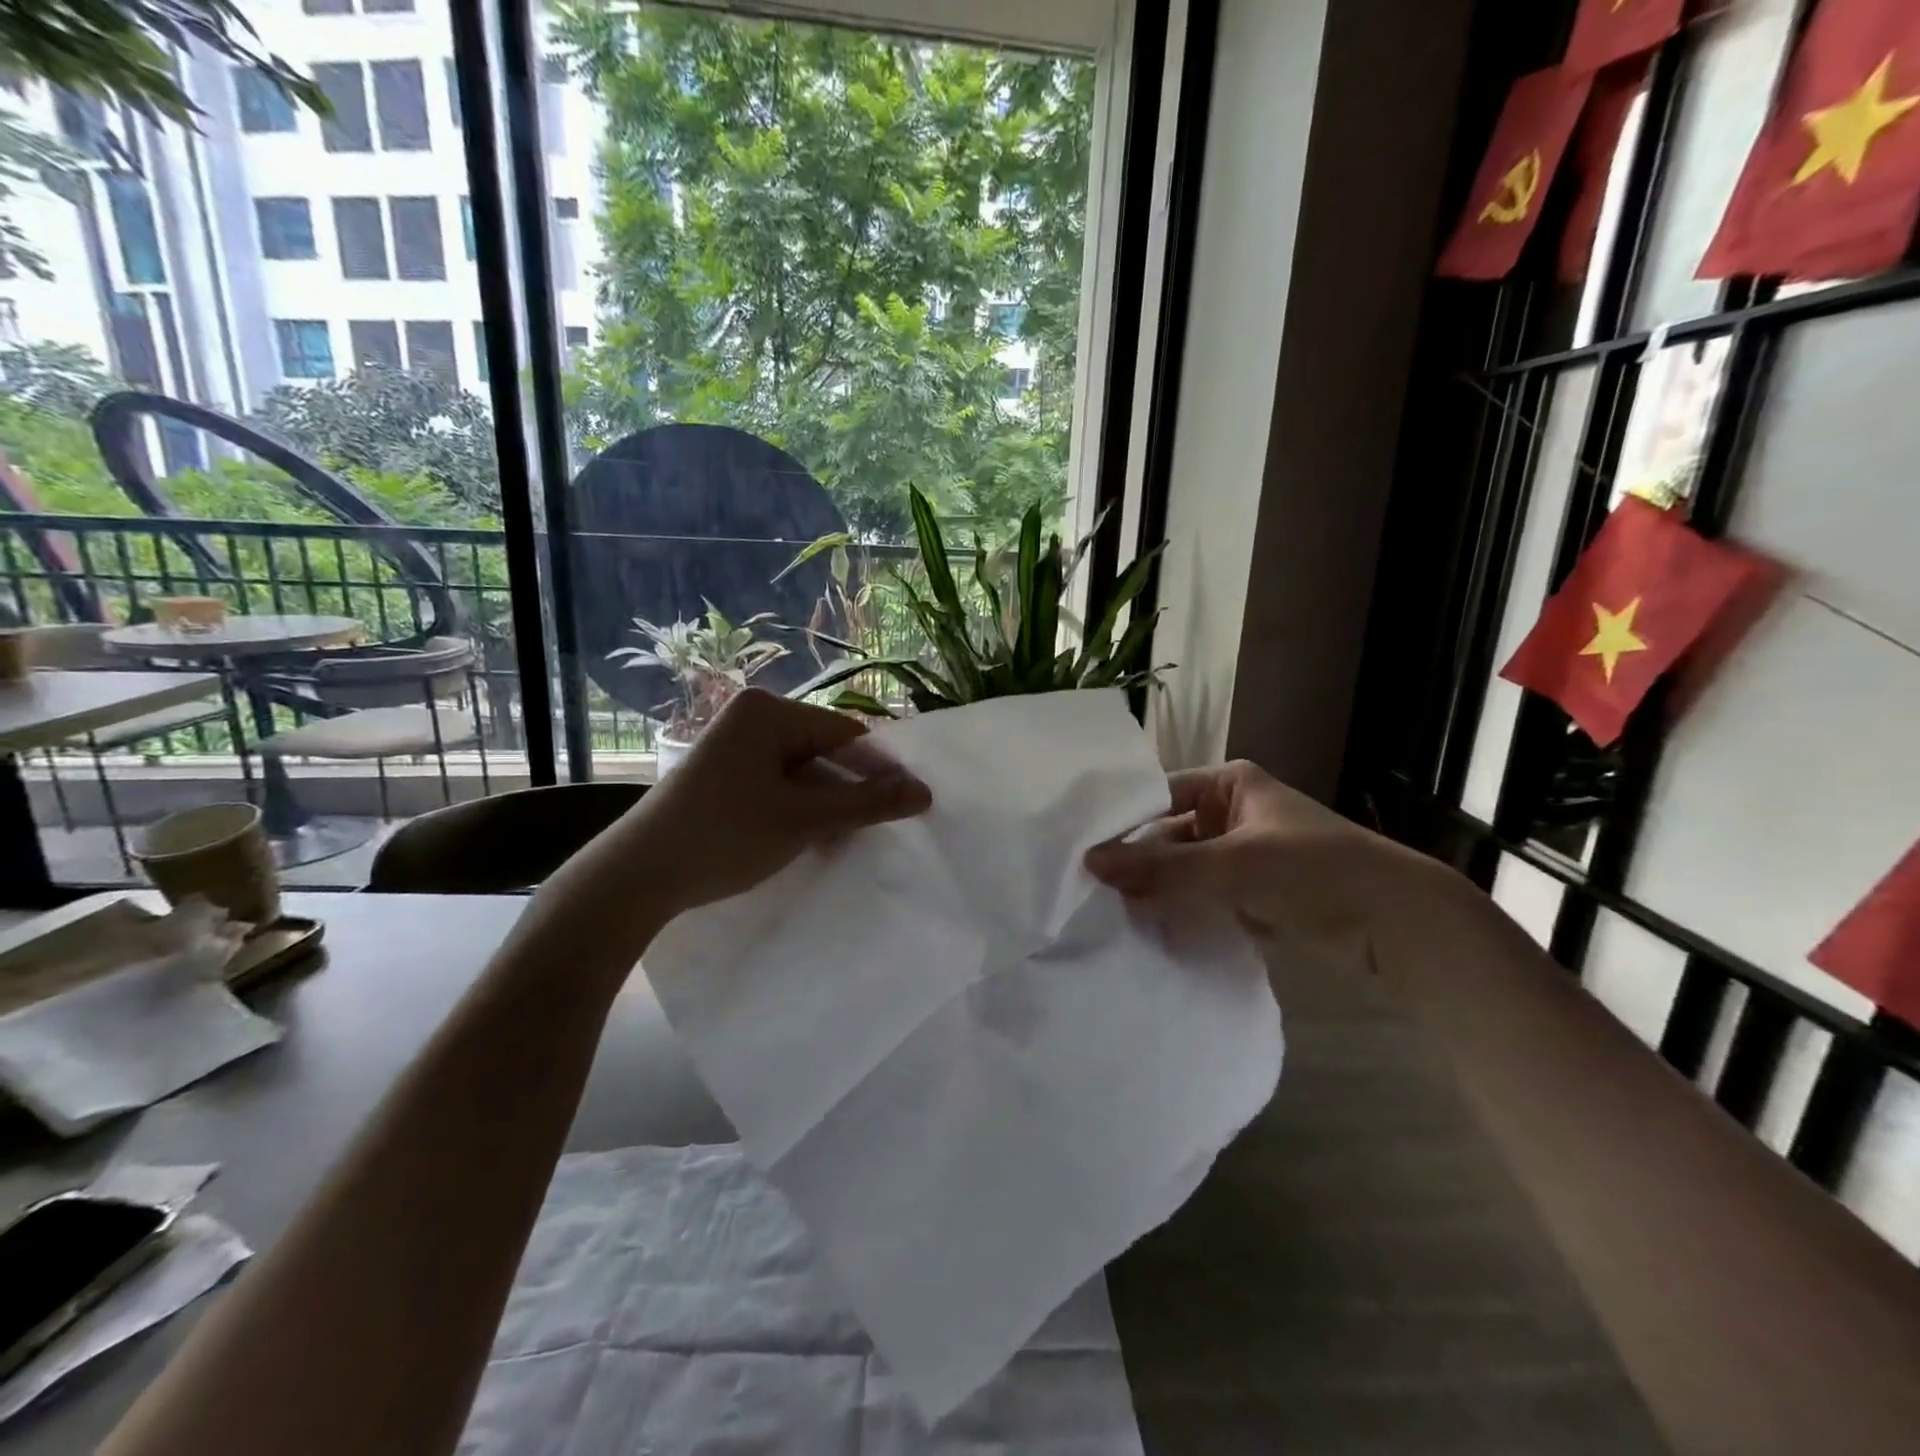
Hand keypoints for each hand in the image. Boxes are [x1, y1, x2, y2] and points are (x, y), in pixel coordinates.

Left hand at [620, 688, 931, 912]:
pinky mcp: (725, 775)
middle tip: (883, 828)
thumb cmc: (725, 834)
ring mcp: (736, 747)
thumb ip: (867, 803)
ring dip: (828, 806)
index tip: (912, 803)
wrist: (638, 875)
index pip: (846, 733)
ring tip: (850, 840)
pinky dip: (800, 810)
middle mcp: (751, 718)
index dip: (881, 769)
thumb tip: (926, 793)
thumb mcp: (804, 818)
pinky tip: (815, 841)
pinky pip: (779, 785)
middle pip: (824, 752)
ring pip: (803, 773)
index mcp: (768, 711)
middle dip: (852, 791)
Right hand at [1084, 760, 1432, 954]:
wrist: (1399, 923)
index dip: (1123, 823)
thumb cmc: (1313, 870)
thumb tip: (1089, 862)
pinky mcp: (1256, 893)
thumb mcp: (1232, 864)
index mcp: (1230, 784)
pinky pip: (1206, 896)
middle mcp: (1234, 812)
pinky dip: (1184, 910)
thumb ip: (1161, 866)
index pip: (1159, 797)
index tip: (1082, 852)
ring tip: (1110, 914)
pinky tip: (1150, 929)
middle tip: (1090, 891)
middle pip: (1170, 835)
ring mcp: (1245, 854)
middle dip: (1138, 864)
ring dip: (1159, 891)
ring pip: (1187, 869)